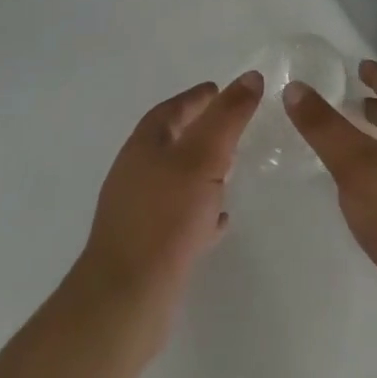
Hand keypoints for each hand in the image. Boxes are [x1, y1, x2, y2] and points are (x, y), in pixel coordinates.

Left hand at [74, 72, 263, 347]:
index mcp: (143, 146)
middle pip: (171, 142)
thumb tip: (251, 76)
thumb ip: (228, 116)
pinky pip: (178, 218)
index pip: (172, 109)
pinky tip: (220, 220)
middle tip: (232, 129)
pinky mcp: (146, 248)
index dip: (197, 98)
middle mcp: (135, 174)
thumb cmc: (165, 217)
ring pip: (175, 180)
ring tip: (231, 171)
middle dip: (200, 132)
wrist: (126, 301)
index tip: (221, 90)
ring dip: (201, 172)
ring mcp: (137, 213)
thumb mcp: (204, 156)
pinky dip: (200, 210)